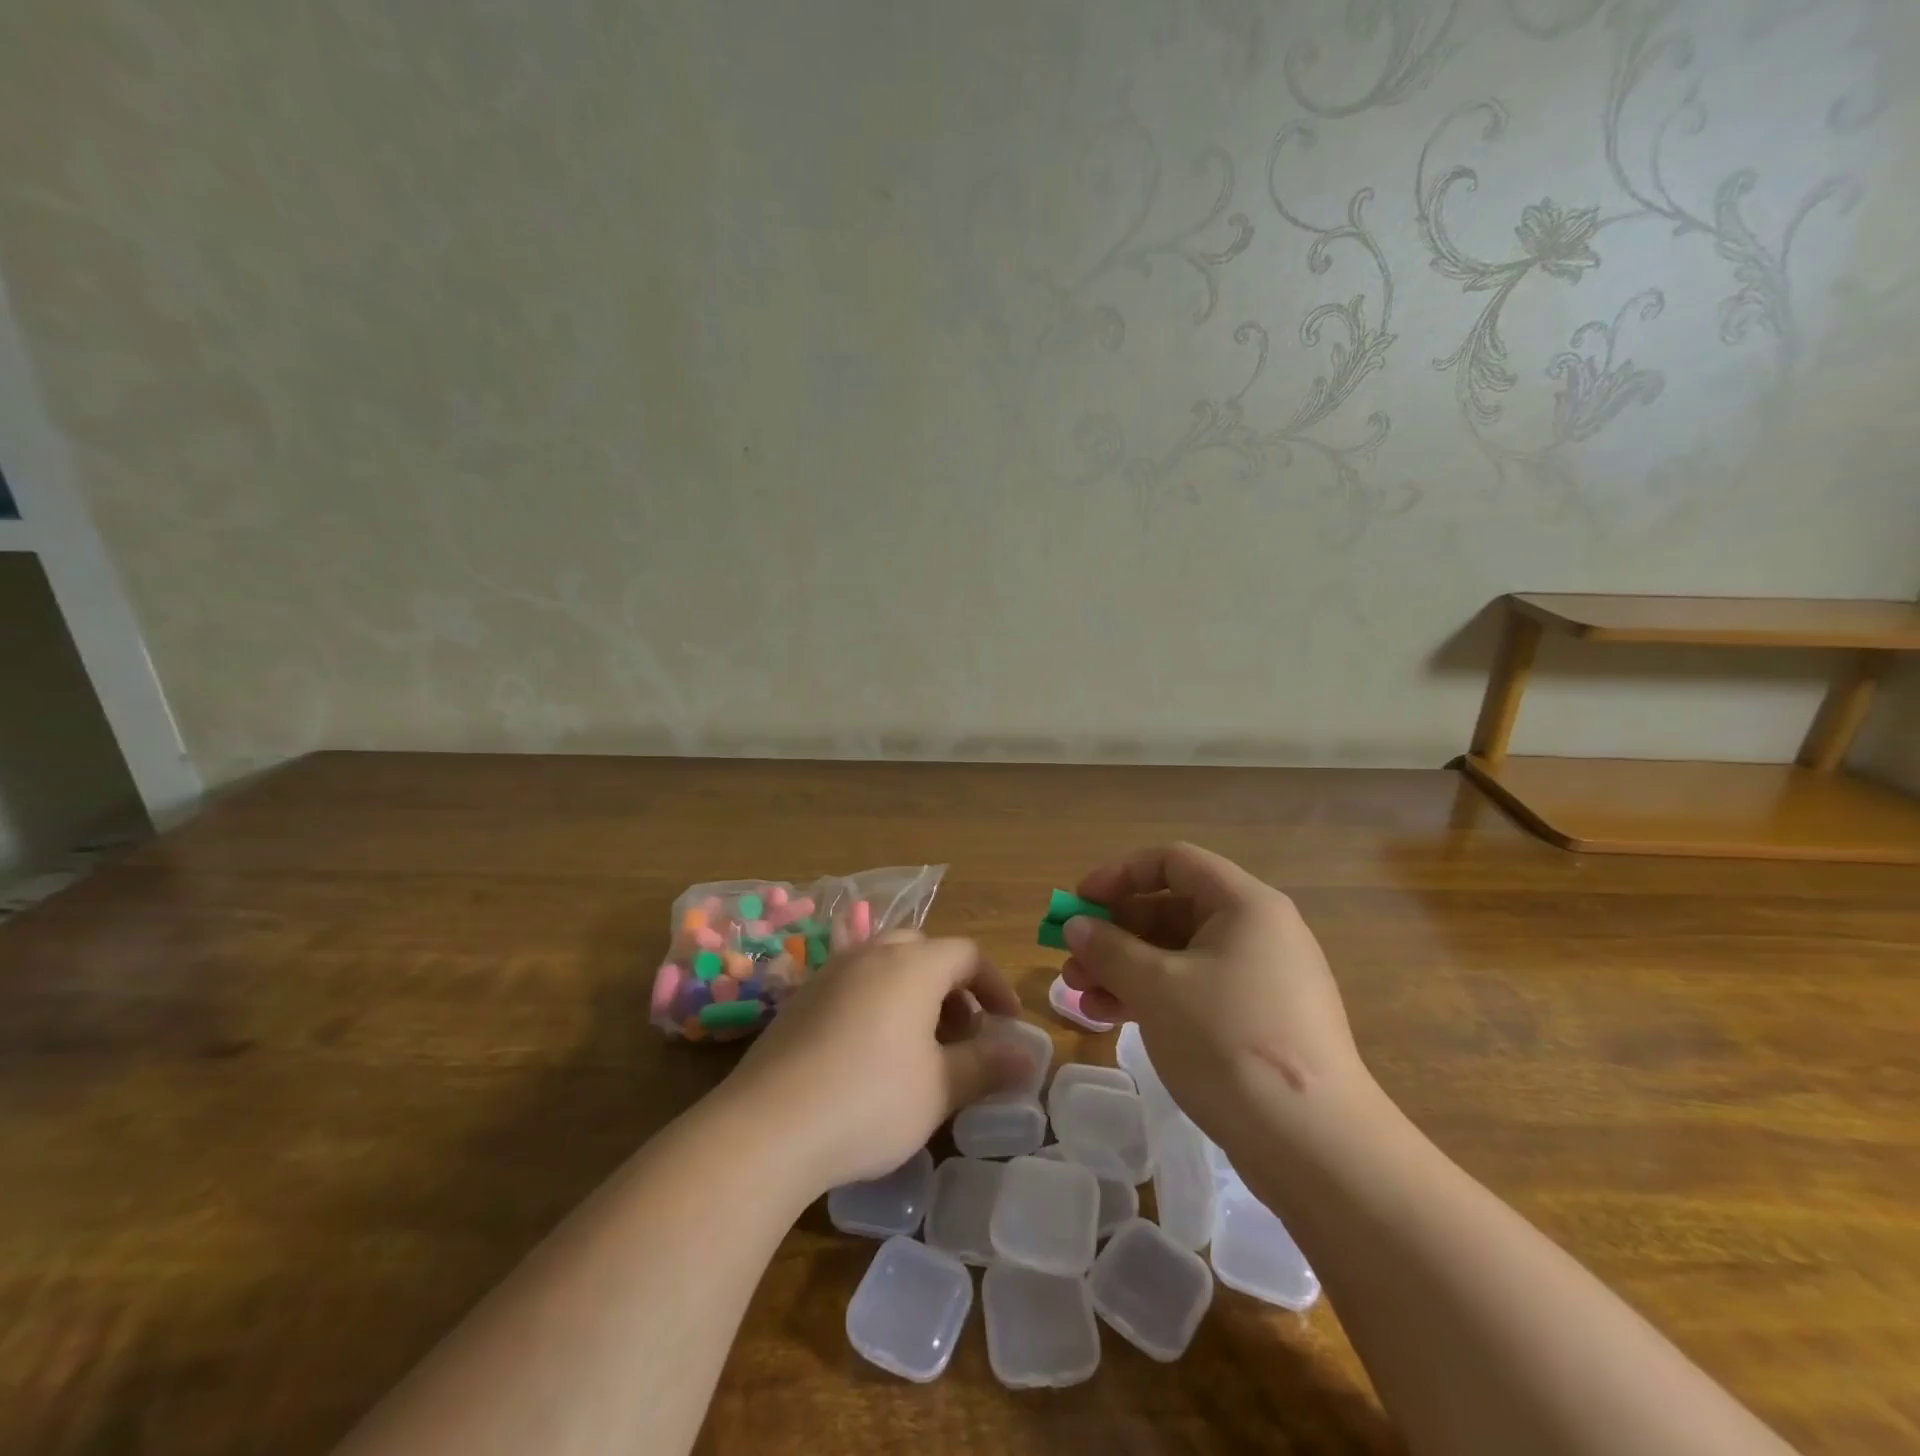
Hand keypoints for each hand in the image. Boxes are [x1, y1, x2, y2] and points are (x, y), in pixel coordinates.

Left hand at [726, 933, 1031, 1190]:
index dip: (995, 984)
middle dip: (952, 986)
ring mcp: (829, 973)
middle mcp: (870, 955)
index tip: (1009, 1023)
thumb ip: (987, 1065)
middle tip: (963, 1033)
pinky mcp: (799, 1000)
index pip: (967, 954)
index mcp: (912, 966)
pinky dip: (876, 1003)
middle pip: (924, 951)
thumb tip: (1030, 1055)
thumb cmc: (869, 1100)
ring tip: (920, 1046)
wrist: (767, 1126)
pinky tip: (870, 1054)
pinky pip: (852, 984)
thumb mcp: (939, 1088)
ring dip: (914, 993)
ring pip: (885, 965)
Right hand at [1060, 842, 1373, 1141]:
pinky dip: (1152, 996)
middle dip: (1115, 932)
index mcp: (1243, 905)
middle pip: (1172, 909)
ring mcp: (1260, 979)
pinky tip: (1113, 1018)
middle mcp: (1256, 931)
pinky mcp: (1257, 1021)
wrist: (1316, 1147)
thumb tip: (1076, 926)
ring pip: (1178, 954)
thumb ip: (1109, 949)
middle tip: (1072, 960)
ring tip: (1082, 996)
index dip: (1119, 874)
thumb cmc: (1229, 1041)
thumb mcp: (1156, 987)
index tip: (1079, 903)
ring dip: (1125, 968)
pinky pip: (1194, 989)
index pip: (1172, 862)